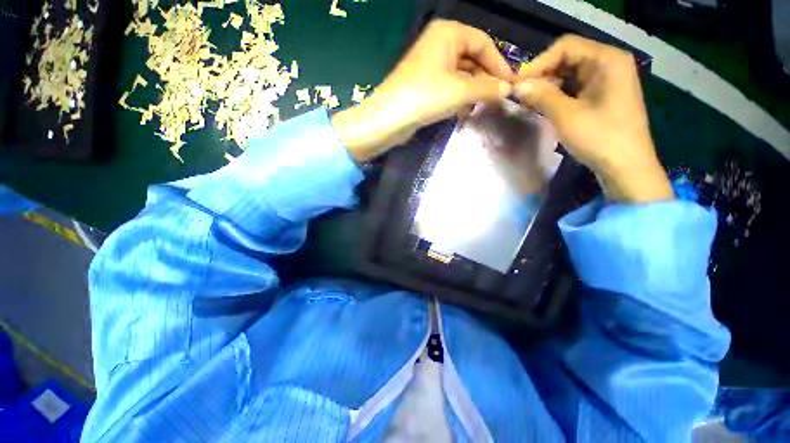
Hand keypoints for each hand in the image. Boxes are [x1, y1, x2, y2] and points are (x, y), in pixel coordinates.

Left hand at [332, 20, 513, 161]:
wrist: (389, 119)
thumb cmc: (425, 97)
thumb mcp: (461, 90)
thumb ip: (487, 88)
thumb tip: (507, 90)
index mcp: (448, 33)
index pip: (483, 43)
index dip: (499, 64)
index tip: (509, 85)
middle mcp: (438, 44)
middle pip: (471, 58)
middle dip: (485, 78)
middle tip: (497, 98)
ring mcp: (430, 65)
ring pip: (460, 74)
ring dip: (472, 90)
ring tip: (483, 105)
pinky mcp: (424, 85)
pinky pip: (448, 86)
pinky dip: (458, 97)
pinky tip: (464, 110)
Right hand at [515, 35, 673, 202]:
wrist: (625, 167)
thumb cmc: (600, 138)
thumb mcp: (566, 115)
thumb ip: (541, 96)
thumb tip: (516, 86)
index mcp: (607, 60)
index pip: (566, 47)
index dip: (538, 63)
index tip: (516, 83)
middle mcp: (608, 64)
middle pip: (567, 59)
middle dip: (541, 76)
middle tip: (519, 95)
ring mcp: (606, 80)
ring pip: (568, 75)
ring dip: (546, 87)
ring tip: (527, 103)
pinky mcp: (601, 96)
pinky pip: (574, 88)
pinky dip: (556, 96)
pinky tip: (542, 107)